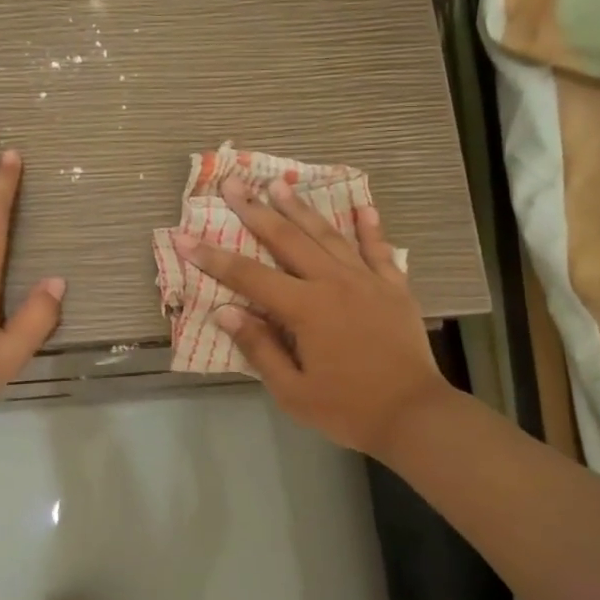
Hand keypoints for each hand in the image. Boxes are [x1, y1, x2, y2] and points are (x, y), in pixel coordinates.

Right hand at [172, 179, 449, 456]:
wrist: (414, 415)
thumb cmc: (347, 409)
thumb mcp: (292, 391)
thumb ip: (259, 348)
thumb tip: (225, 312)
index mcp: (305, 309)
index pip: (249, 276)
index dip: (213, 258)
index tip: (185, 237)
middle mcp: (333, 283)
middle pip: (287, 239)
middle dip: (256, 210)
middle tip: (233, 184)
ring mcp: (367, 281)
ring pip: (328, 235)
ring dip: (301, 208)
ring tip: (279, 184)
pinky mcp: (394, 287)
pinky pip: (379, 250)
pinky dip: (369, 227)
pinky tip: (363, 206)